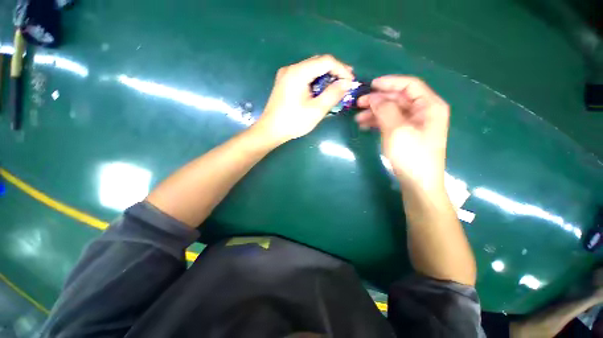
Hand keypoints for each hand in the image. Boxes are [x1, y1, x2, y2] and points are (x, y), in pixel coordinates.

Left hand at [255, 55, 355, 143]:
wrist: (270, 131)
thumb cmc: (293, 122)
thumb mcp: (316, 110)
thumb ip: (333, 94)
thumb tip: (347, 83)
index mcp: (298, 72)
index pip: (326, 61)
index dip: (341, 69)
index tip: (351, 82)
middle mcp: (291, 68)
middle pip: (318, 62)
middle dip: (334, 71)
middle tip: (347, 81)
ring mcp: (286, 75)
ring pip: (311, 69)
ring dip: (325, 76)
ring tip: (337, 85)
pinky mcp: (284, 83)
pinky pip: (304, 76)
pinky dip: (315, 81)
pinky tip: (321, 89)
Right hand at [355, 76, 449, 189]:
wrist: (417, 182)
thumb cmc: (411, 155)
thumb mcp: (396, 130)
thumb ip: (385, 110)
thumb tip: (374, 97)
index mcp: (429, 106)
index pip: (409, 85)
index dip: (389, 83)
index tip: (370, 85)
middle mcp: (424, 111)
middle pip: (398, 98)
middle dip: (378, 100)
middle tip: (359, 104)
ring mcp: (414, 123)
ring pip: (392, 111)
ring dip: (375, 113)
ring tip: (358, 119)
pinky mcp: (406, 134)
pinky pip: (391, 122)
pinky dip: (378, 122)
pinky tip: (365, 126)